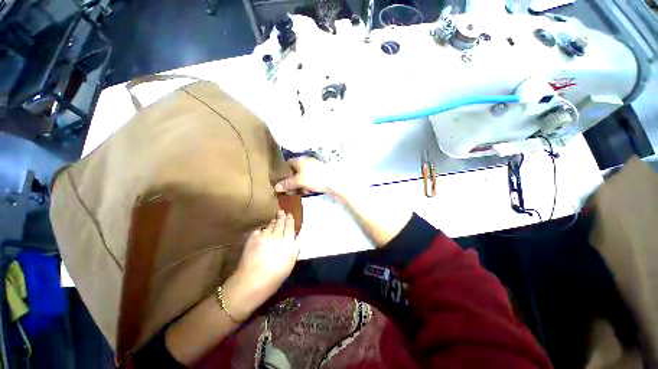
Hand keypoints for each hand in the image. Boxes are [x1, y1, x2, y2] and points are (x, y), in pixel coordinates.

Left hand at [222, 211, 299, 320]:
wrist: (252, 281)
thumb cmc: (275, 277)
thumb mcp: (290, 263)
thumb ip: (295, 248)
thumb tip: (297, 237)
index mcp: (289, 243)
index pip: (290, 227)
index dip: (290, 220)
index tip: (289, 215)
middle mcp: (278, 236)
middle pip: (280, 223)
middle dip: (281, 217)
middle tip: (281, 212)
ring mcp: (265, 235)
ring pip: (270, 225)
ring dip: (273, 221)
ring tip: (274, 219)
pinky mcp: (254, 237)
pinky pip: (260, 230)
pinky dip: (262, 229)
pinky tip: (262, 231)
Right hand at [274, 156, 346, 195]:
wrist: (333, 181)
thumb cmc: (313, 178)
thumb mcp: (298, 181)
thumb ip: (287, 184)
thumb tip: (276, 187)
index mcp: (300, 160)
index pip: (288, 163)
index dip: (284, 172)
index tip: (284, 182)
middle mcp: (306, 161)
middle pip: (295, 171)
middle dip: (293, 181)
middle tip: (292, 189)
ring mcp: (314, 167)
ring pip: (303, 175)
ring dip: (300, 184)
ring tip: (301, 191)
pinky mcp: (320, 173)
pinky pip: (310, 178)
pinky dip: (308, 184)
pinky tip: (309, 190)